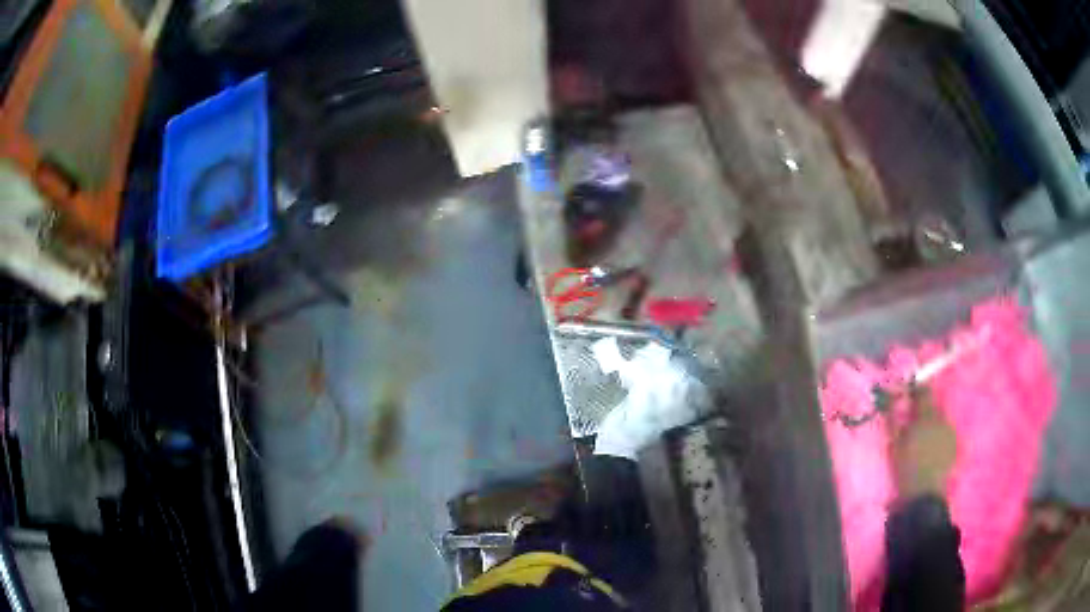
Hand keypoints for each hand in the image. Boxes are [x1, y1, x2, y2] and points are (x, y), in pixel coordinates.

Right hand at [890, 387, 956, 499]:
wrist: (924, 497)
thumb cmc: (906, 470)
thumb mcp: (895, 445)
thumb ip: (894, 419)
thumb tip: (892, 398)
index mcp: (927, 416)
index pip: (923, 392)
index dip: (916, 389)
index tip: (908, 392)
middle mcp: (942, 419)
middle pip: (933, 407)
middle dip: (923, 411)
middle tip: (912, 423)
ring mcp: (951, 432)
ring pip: (940, 421)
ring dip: (931, 426)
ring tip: (922, 441)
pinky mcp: (955, 446)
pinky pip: (945, 435)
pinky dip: (938, 438)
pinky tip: (931, 450)